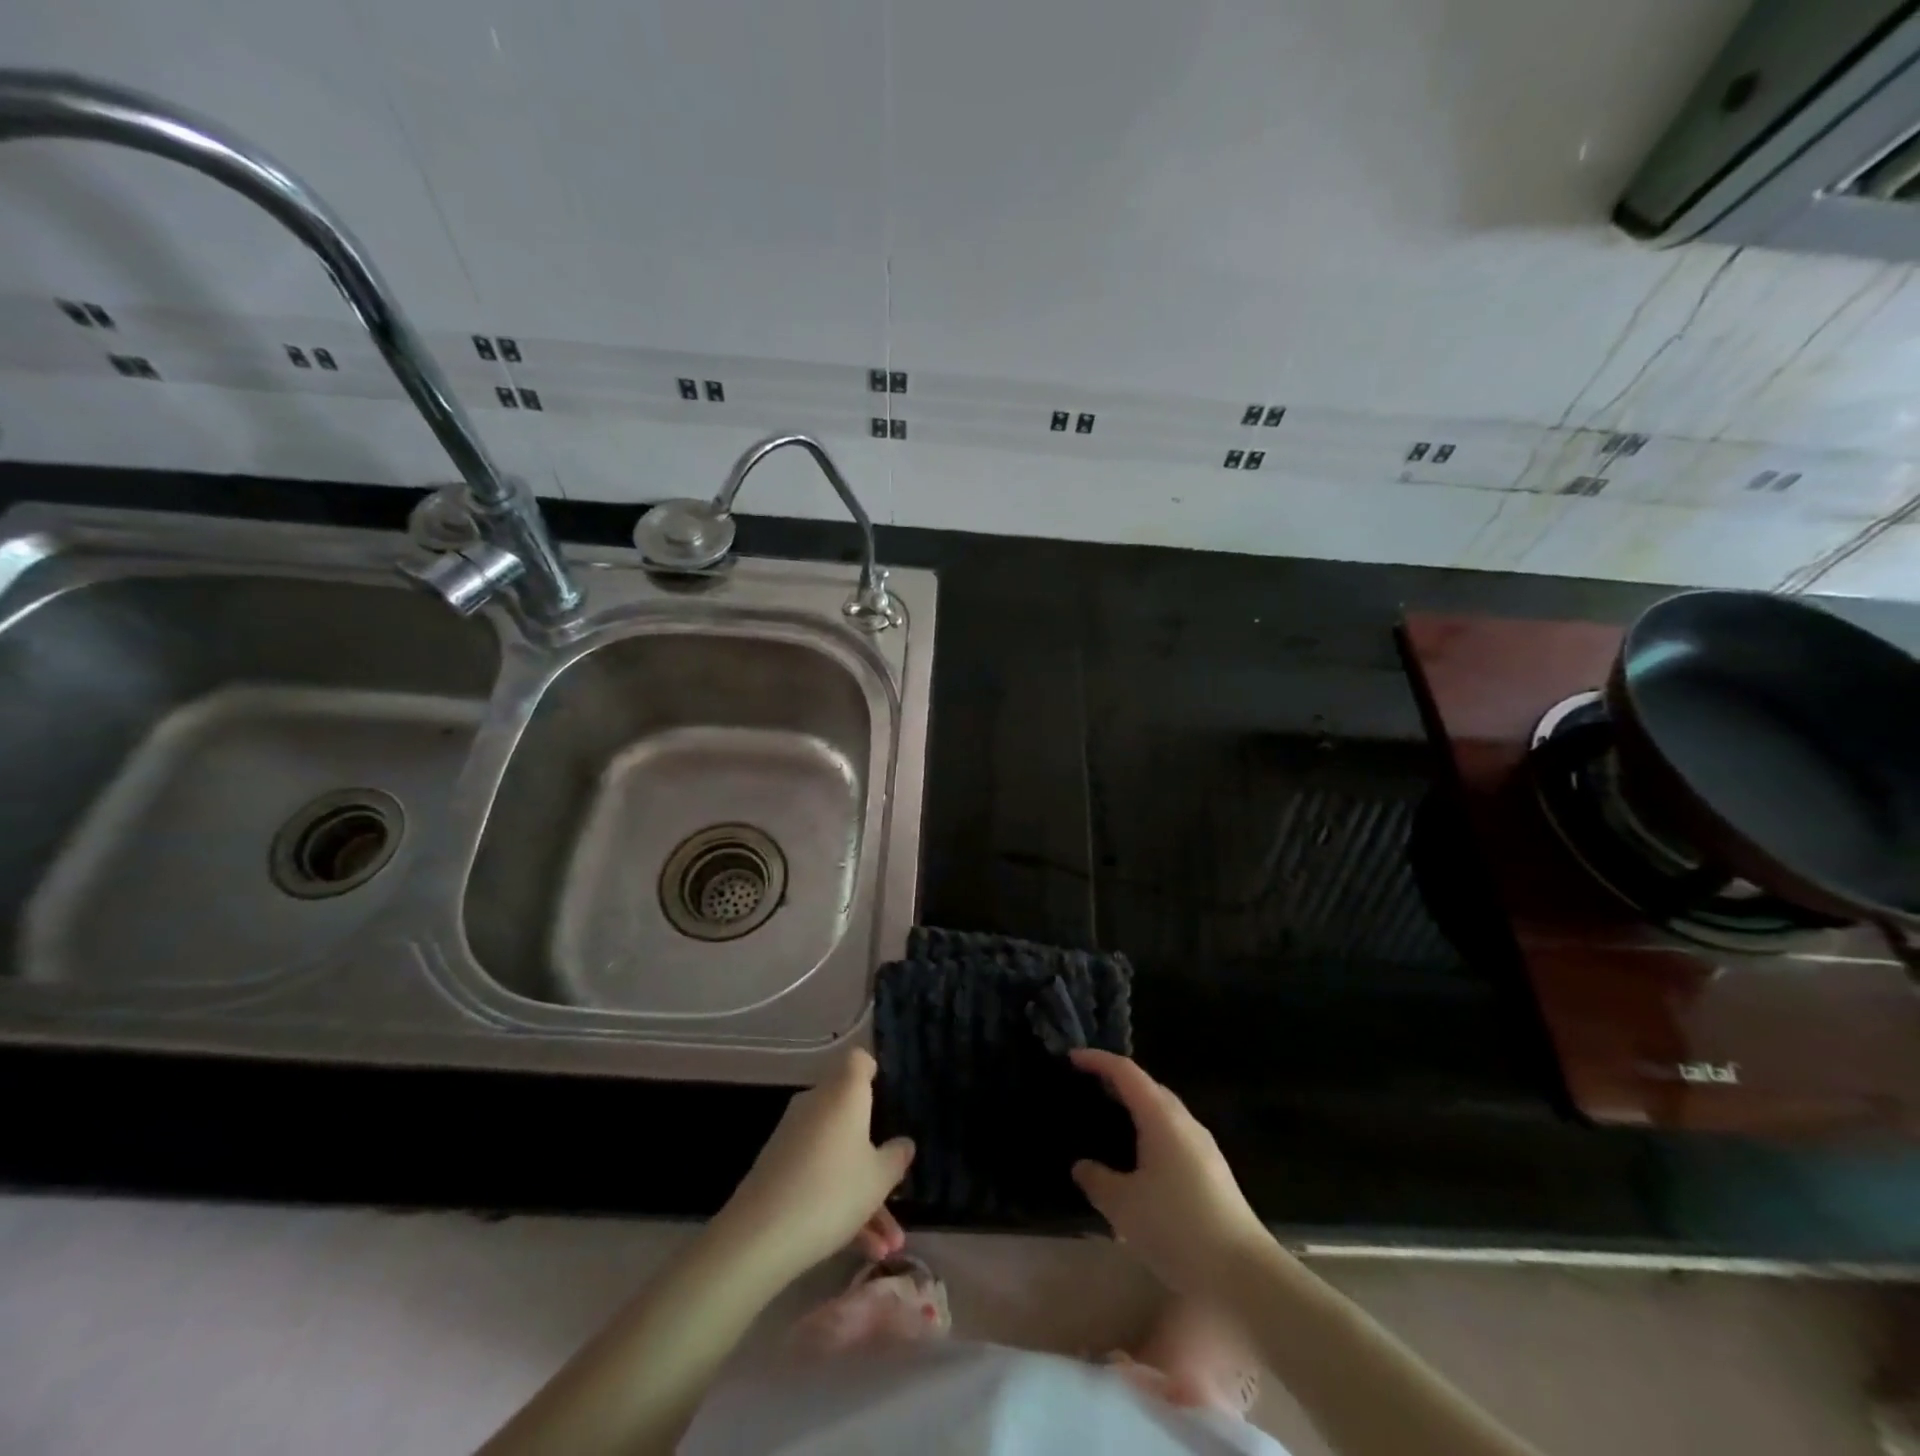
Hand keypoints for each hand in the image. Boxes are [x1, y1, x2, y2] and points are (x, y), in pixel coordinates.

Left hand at [712, 1048, 914, 1283]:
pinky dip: (838, 1202)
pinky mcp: (778, 1165)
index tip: (887, 1093)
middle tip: (896, 1189)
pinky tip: (861, 1248)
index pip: (858, 1060)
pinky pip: (818, 1173)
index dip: (873, 1071)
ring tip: (887, 1245)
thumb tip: (904, 1143)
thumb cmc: (833, 1191)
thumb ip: (896, 1158)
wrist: (760, 1235)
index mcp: (844, 1092)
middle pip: (851, 1115)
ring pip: (838, 1154)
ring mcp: (794, 1134)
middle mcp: (817, 1103)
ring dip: (863, 1194)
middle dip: (876, 1156)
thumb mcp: (879, 1179)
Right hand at [1070, 1050, 1272, 1298]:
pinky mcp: (1213, 1173)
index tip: (1071, 1059)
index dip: (1097, 1060)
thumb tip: (1082, 1166)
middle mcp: (1185, 1123)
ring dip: (1136, 1110)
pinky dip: (1150, 1134)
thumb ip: (1097, 1180)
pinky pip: (1173, 1137)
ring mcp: (1203, 1148)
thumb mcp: (1124, 1206)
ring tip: (1109, 1124)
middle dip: (1117, 1082)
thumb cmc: (1178, 1228)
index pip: (1126, 1072)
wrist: (1245, 1275)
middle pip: (1148, 1087)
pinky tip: (1139, 1163)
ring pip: (1163, 1114)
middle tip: (1088, 1089)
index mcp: (1161, 1117)